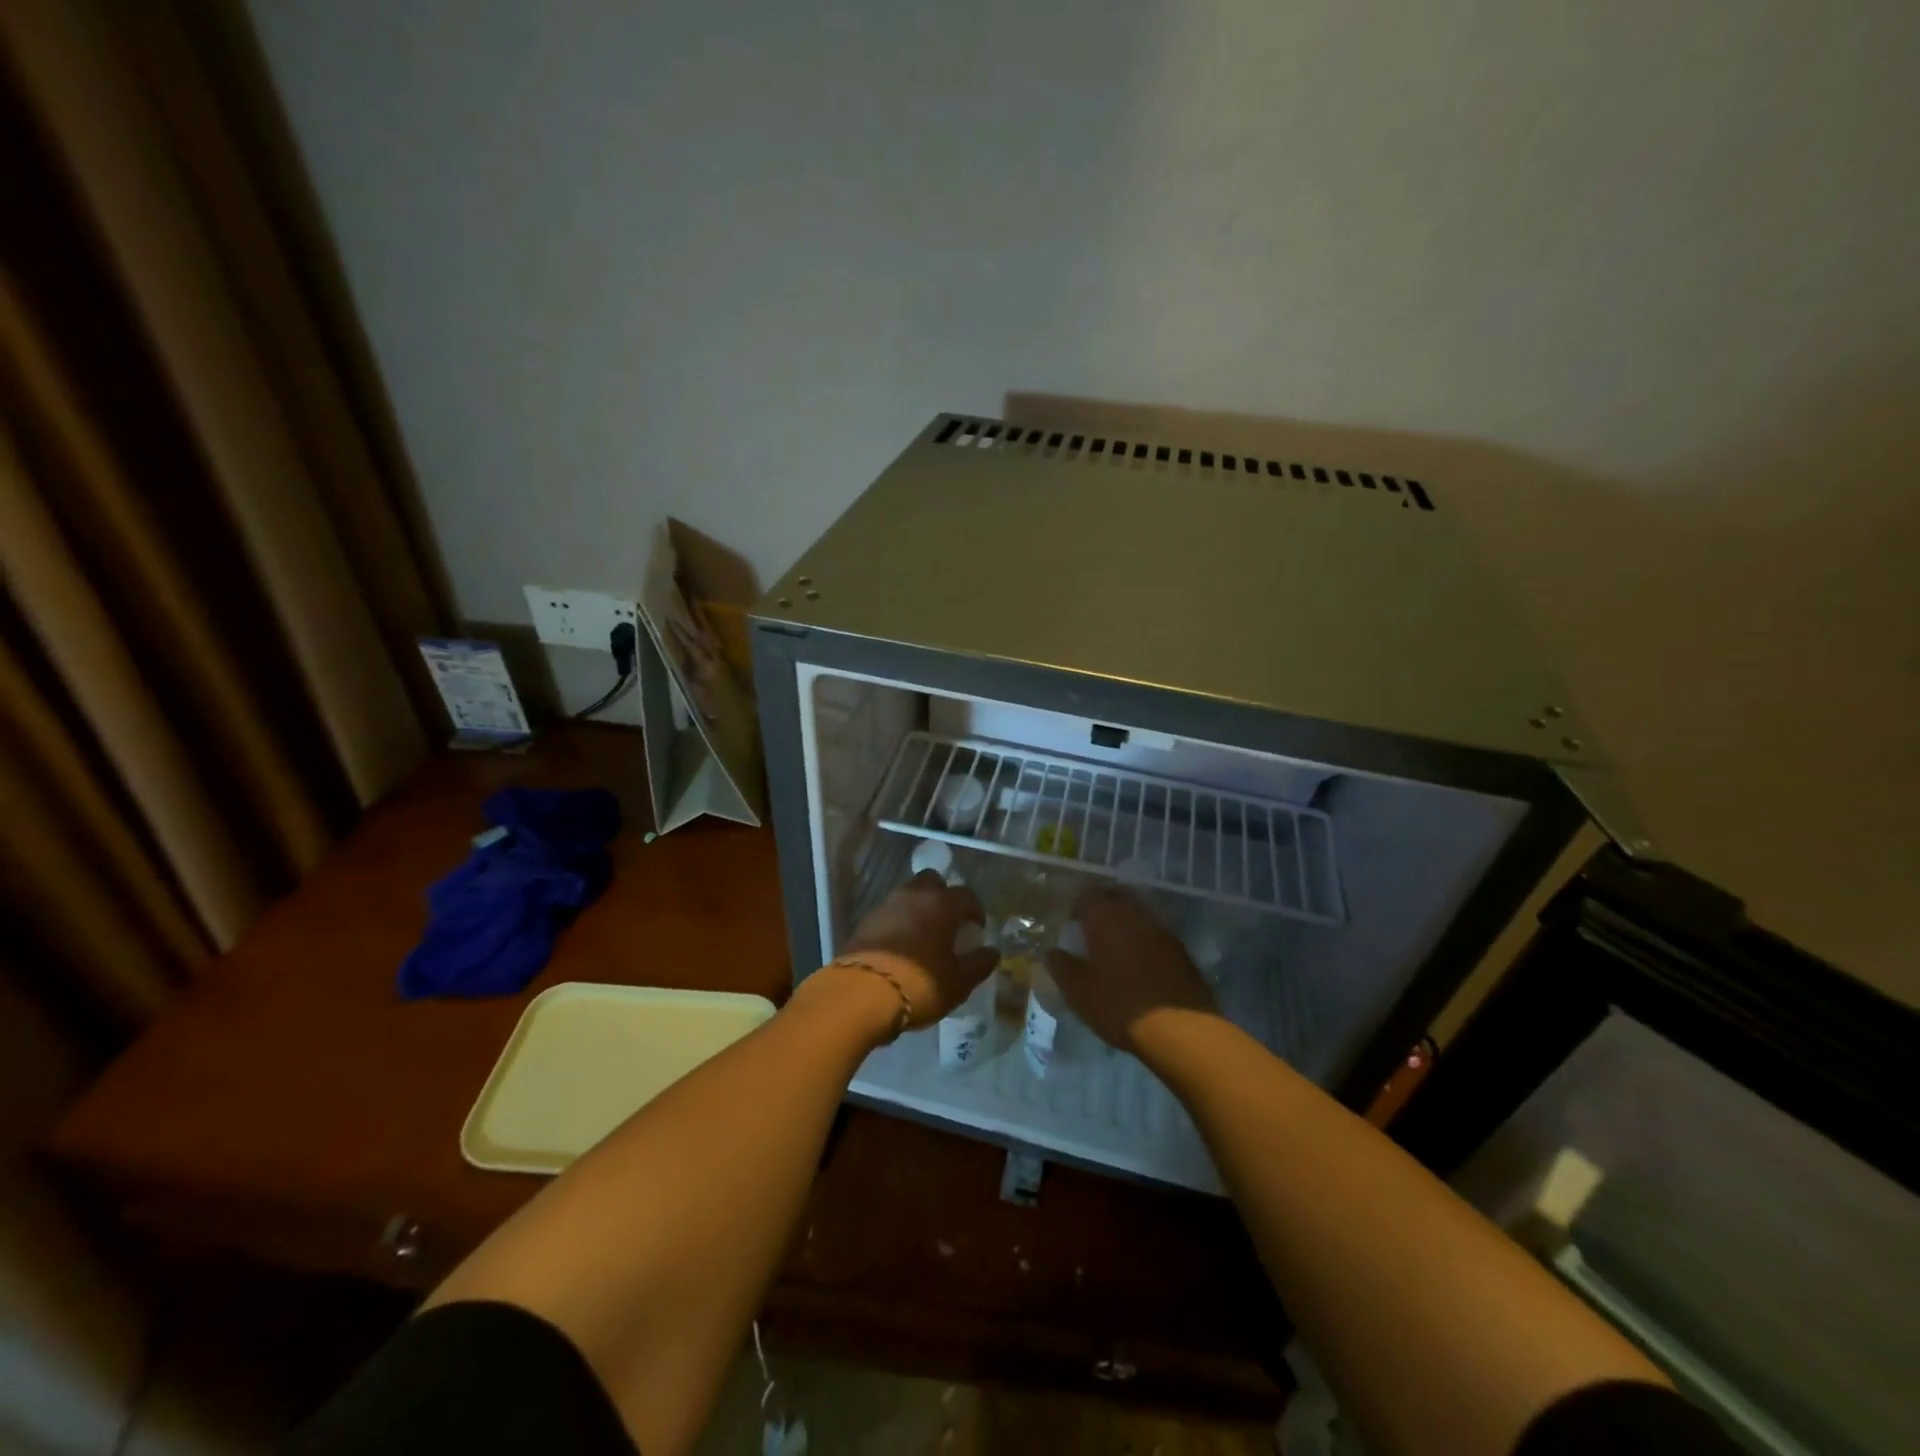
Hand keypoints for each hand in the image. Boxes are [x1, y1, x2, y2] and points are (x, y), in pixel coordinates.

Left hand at [840, 871, 999, 1027]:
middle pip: (932, 881)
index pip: (966, 895)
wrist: (863, 993)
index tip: (977, 927)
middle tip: (948, 920)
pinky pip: (889, 912)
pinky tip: (900, 944)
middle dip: (943, 895)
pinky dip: (898, 921)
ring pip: (908, 894)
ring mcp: (886, 905)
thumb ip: (979, 963)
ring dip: (918, 907)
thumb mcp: (959, 982)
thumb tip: (992, 952)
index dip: (975, 910)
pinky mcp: (865, 921)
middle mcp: (914, 895)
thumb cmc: (921, 984)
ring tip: (923, 933)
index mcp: (942, 904)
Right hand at [1046, 886, 1217, 1053]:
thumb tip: (1051, 952)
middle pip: (1115, 896)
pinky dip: (1144, 938)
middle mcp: (1134, 914)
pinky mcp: (1180, 948)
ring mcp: (1161, 929)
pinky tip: (1140, 960)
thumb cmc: (1119, 1005)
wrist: (1179, 1028)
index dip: (1076, 907)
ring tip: (1116, 944)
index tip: (1071, 924)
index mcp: (1104, 918)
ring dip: (1126, 921)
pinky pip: (1155, 932)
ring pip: (1138, 912)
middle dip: (1103, 906)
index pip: (1086, 896)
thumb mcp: (1079, 992)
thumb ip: (1061, 967)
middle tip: (1092, 928)